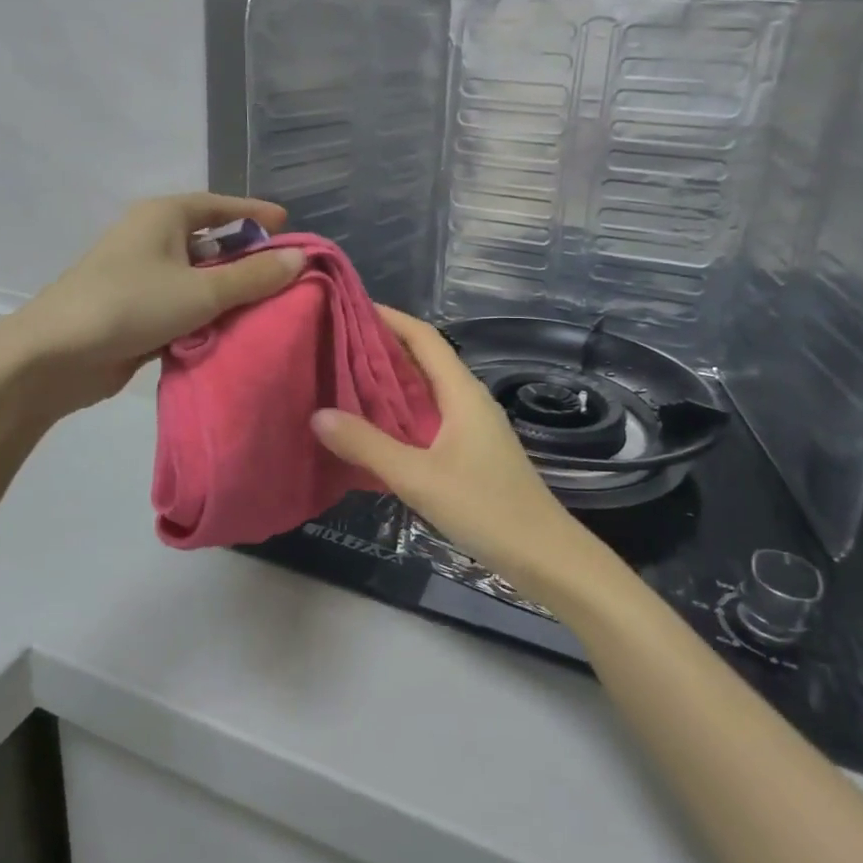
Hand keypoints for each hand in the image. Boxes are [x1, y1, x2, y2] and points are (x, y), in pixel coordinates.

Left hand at [0, 193, 304, 415]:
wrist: (56, 356)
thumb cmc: (131, 305)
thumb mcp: (201, 290)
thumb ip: (253, 276)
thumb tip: (301, 257)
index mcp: (164, 216)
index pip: (220, 206)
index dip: (255, 214)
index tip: (289, 225)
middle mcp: (152, 239)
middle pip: (211, 242)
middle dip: (247, 257)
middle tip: (288, 274)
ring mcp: (142, 276)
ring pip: (198, 277)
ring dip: (229, 291)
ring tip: (272, 306)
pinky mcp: (137, 311)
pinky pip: (184, 305)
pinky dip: (208, 315)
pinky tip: (235, 331)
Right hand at [310, 307, 617, 599]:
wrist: (544, 555)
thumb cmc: (485, 508)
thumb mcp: (418, 477)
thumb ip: (368, 445)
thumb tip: (318, 414)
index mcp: (462, 392)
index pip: (424, 337)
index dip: (389, 317)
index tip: (349, 307)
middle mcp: (468, 400)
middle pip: (423, 359)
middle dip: (381, 347)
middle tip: (333, 343)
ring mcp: (472, 426)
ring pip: (425, 390)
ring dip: (389, 381)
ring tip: (343, 379)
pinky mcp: (470, 451)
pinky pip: (429, 417)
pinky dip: (400, 412)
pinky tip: (374, 427)